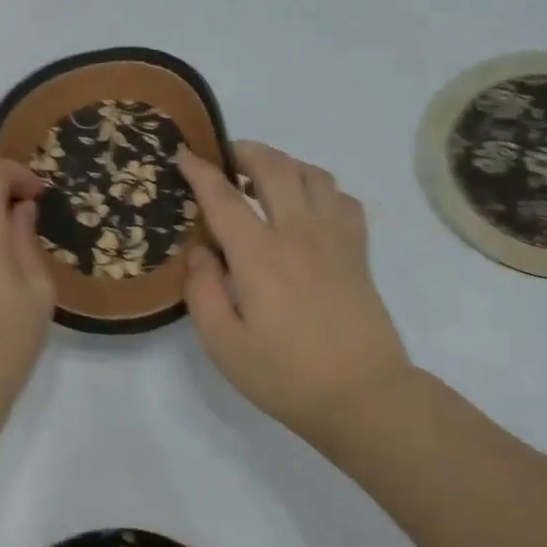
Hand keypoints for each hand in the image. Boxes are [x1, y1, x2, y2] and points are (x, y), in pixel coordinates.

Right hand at [178, 141, 414, 446]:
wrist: (363, 395)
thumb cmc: (286, 375)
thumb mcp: (224, 345)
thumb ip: (202, 291)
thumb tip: (199, 250)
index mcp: (259, 255)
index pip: (223, 196)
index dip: (199, 170)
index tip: (183, 153)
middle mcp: (299, 233)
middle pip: (274, 167)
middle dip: (245, 151)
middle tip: (224, 159)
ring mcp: (335, 238)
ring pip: (313, 174)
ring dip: (284, 164)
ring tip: (264, 179)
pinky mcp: (358, 251)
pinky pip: (342, 199)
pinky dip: (321, 189)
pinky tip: (308, 208)